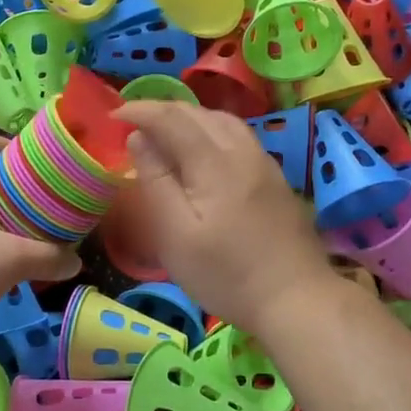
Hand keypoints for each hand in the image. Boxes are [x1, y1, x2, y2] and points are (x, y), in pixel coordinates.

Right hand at [117, 101, 335, 332]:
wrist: (297, 300)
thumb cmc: (226, 275)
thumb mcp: (176, 235)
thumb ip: (156, 181)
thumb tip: (138, 138)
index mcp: (214, 162)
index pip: (172, 118)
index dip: (140, 110)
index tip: (113, 116)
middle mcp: (242, 151)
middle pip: (199, 113)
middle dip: (162, 110)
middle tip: (133, 122)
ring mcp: (264, 164)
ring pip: (223, 121)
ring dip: (189, 117)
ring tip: (165, 131)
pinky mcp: (276, 179)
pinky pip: (238, 136)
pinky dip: (211, 130)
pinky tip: (204, 150)